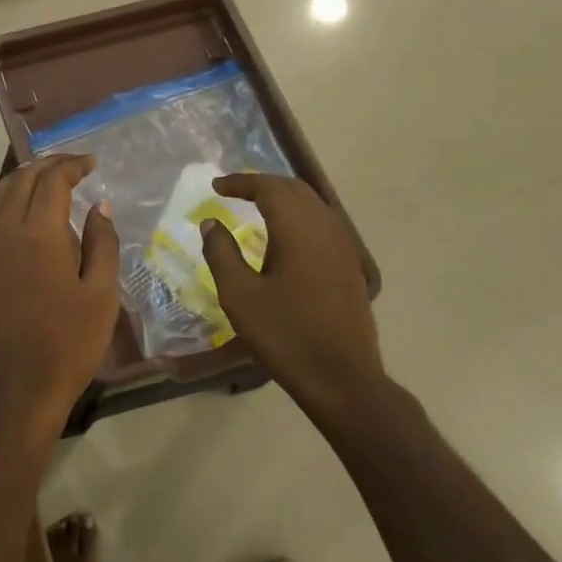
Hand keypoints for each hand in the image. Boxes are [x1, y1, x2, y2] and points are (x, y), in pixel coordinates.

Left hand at [0, 155, 119, 436]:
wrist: (13, 389)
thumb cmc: (67, 344)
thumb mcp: (101, 295)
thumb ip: (102, 243)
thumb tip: (99, 206)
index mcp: (38, 232)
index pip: (53, 180)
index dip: (72, 166)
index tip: (90, 164)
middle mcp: (2, 229)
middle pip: (21, 179)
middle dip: (47, 166)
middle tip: (70, 167)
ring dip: (20, 180)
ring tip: (41, 182)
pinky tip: (10, 216)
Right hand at [199, 174, 384, 415]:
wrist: (342, 378)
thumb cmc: (285, 335)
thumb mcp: (239, 295)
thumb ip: (221, 253)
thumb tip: (211, 222)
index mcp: (298, 230)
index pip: (269, 188)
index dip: (241, 182)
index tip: (216, 186)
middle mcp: (325, 228)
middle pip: (294, 189)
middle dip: (262, 184)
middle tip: (233, 191)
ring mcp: (344, 246)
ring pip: (312, 204)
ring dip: (283, 198)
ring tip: (255, 206)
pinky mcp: (350, 265)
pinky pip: (323, 222)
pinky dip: (299, 215)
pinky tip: (284, 235)